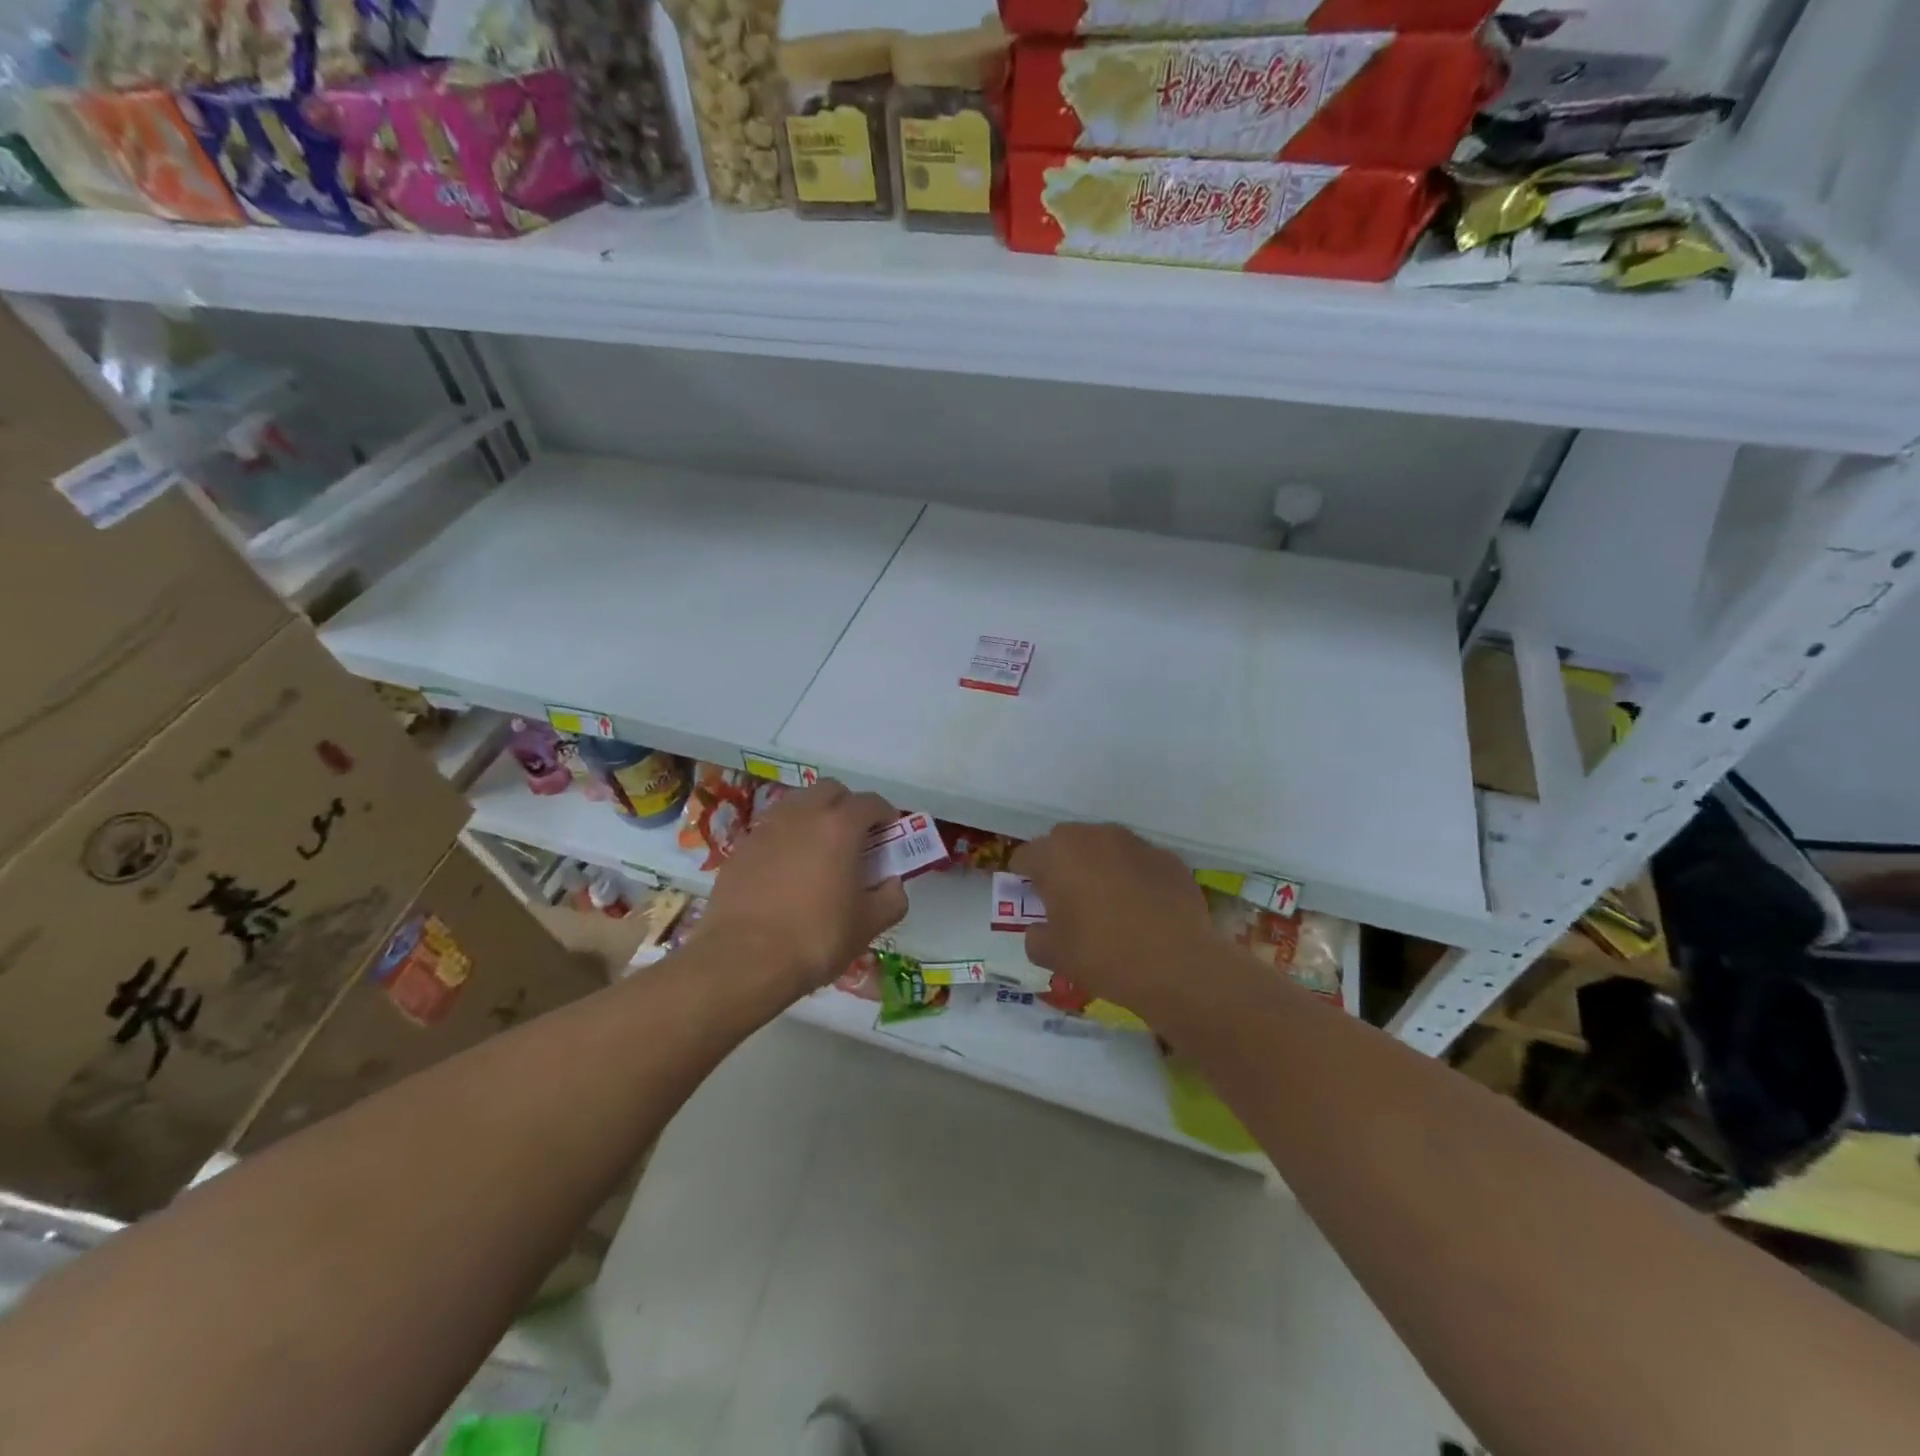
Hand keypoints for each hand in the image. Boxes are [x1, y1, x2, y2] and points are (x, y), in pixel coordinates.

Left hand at [701, 780, 908, 995]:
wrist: (743, 960)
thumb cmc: (815, 938)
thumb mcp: (868, 926)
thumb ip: (891, 899)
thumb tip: (893, 884)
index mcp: (840, 826)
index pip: (870, 802)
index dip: (885, 814)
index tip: (889, 833)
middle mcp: (803, 815)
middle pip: (830, 790)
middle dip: (847, 805)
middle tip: (855, 837)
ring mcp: (767, 828)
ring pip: (797, 804)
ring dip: (814, 816)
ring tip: (820, 849)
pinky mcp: (741, 848)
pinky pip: (772, 829)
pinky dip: (787, 837)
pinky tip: (788, 869)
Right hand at [1012, 823, 1214, 1020]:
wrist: (1177, 965)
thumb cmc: (1103, 955)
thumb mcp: (1053, 955)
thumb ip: (1035, 936)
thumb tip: (1040, 929)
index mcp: (1057, 854)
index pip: (1025, 856)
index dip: (1023, 879)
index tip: (1032, 903)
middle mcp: (1094, 836)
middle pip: (1064, 843)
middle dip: (1060, 866)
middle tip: (1067, 902)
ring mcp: (1134, 843)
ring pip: (1103, 847)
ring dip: (1098, 866)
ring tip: (1107, 903)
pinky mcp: (1167, 857)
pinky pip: (1137, 862)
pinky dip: (1133, 877)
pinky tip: (1142, 909)